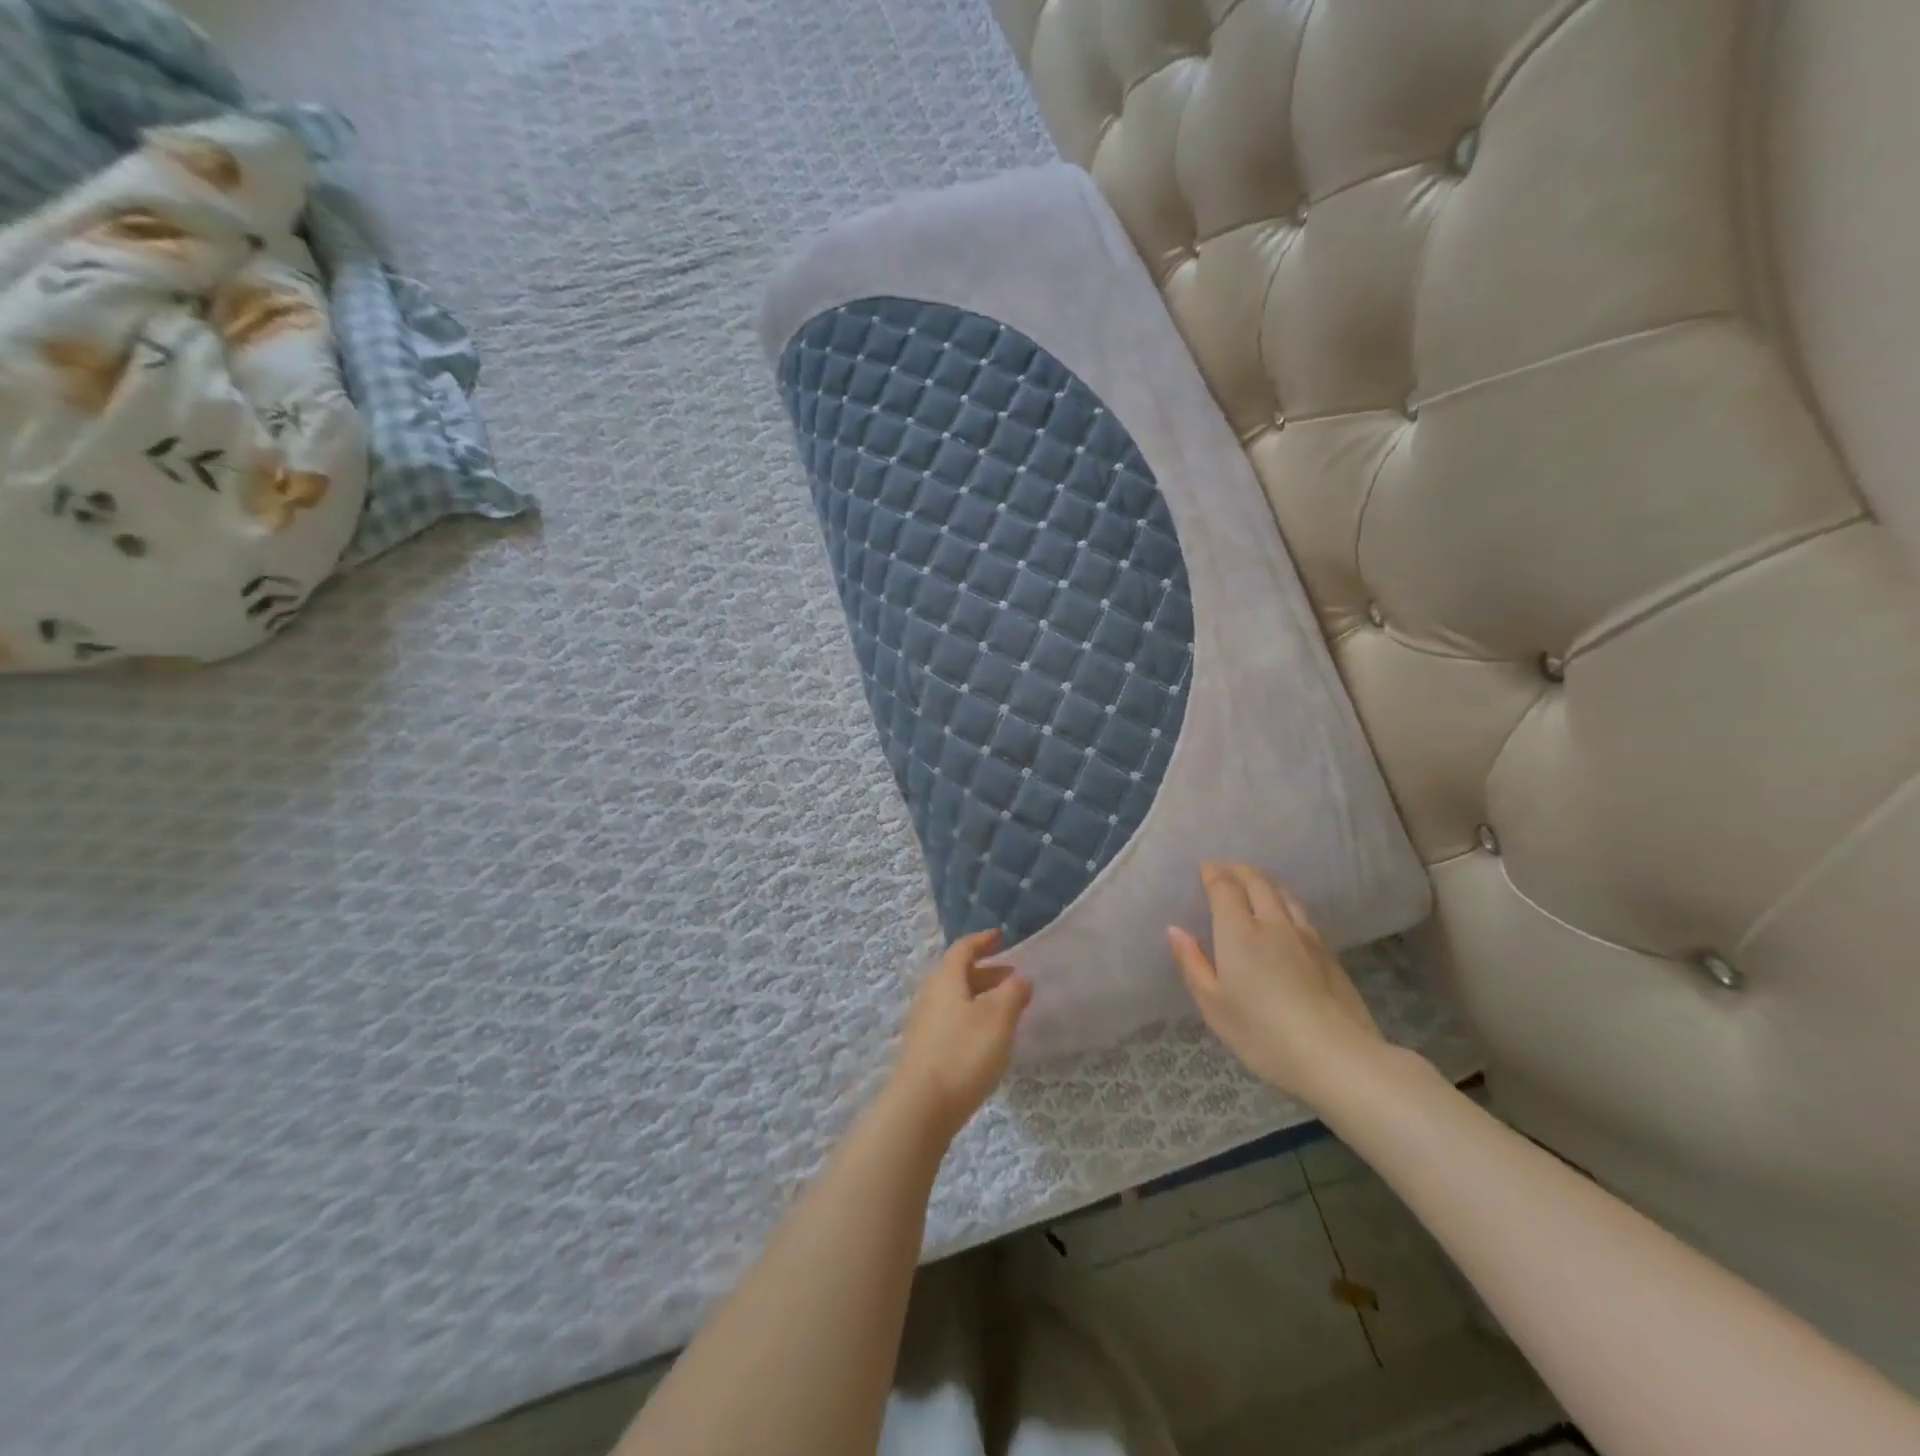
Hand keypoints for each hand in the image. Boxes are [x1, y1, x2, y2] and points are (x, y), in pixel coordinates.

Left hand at [887, 929, 1031, 1142]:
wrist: (920, 1107)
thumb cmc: (963, 1053)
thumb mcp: (998, 1019)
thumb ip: (1012, 993)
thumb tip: (1020, 977)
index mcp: (945, 979)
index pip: (963, 949)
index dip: (982, 940)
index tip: (1001, 936)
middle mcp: (931, 995)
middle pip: (958, 973)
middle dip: (986, 971)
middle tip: (1012, 977)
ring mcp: (924, 1023)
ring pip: (956, 998)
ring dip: (980, 996)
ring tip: (1006, 1009)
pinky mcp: (925, 1049)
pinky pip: (952, 1020)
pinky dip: (972, 1017)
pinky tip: (987, 1038)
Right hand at [1168, 862, 1387, 1106]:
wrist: (1336, 1057)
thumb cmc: (1262, 1032)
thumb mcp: (1213, 1004)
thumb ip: (1192, 963)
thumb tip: (1175, 929)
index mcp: (1239, 931)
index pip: (1225, 887)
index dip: (1214, 873)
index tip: (1205, 868)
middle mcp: (1273, 923)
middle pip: (1258, 883)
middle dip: (1240, 871)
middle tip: (1228, 870)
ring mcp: (1306, 937)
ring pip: (1285, 896)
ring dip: (1266, 884)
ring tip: (1257, 887)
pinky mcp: (1330, 955)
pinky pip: (1303, 916)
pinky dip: (1287, 905)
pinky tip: (1287, 920)